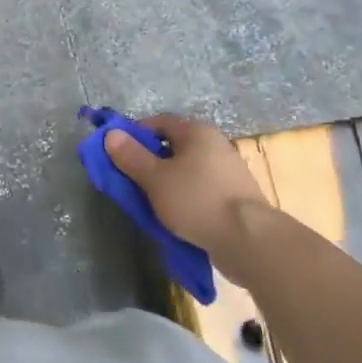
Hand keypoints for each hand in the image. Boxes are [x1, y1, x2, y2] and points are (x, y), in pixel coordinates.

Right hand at [105, 114, 271, 266]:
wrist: (249, 240)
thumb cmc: (196, 200)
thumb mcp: (155, 179)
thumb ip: (131, 156)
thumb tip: (111, 134)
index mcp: (196, 131)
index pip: (159, 122)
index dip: (136, 135)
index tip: (120, 155)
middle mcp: (215, 143)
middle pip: (174, 147)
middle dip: (151, 163)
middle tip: (134, 183)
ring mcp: (229, 170)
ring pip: (188, 170)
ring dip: (170, 183)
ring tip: (154, 205)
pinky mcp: (237, 196)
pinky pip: (203, 190)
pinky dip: (188, 198)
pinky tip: (180, 218)